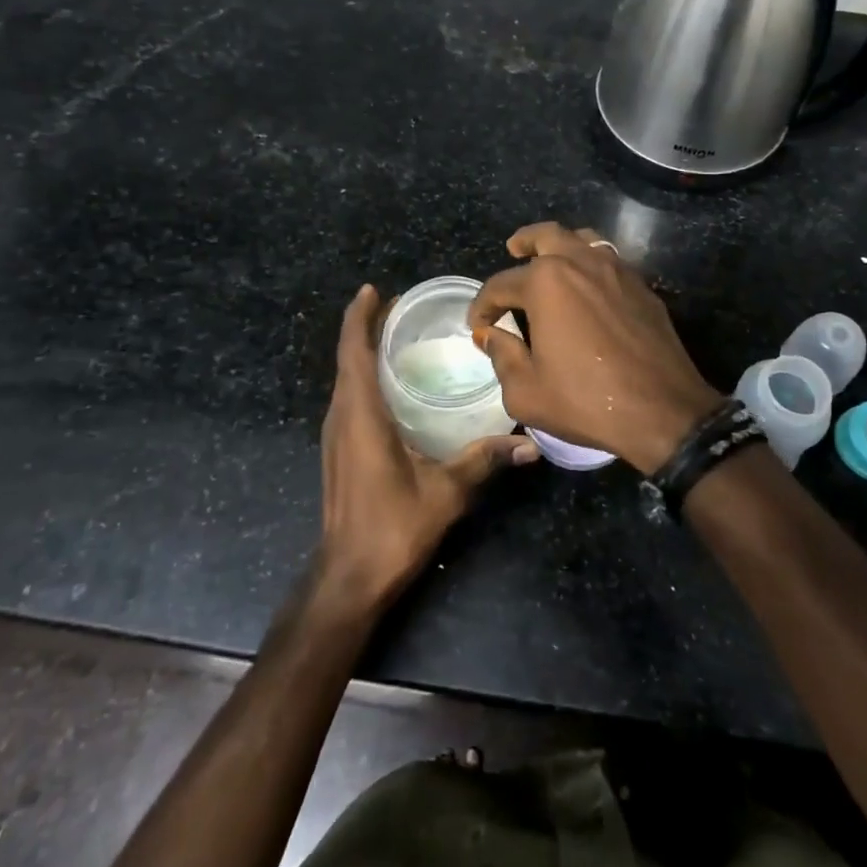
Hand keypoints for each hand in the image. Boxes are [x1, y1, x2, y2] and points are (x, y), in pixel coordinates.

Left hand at [318, 284, 534, 611]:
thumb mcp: (445, 491)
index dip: (359, 317)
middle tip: (404, 307)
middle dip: (368, 327)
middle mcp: (341, 416)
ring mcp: (336, 434)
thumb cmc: (392, 527)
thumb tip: (530, 445)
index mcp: (360, 415)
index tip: (374, 289)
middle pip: (349, 358)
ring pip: (347, 378)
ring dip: (365, 350)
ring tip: (400, 335)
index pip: (353, 351)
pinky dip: (365, 376)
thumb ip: (484, 460)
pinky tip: (393, 383)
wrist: (348, 577)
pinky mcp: (339, 449)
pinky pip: (349, 397)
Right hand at [467, 222, 722, 474]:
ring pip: (583, 239)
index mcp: (546, 283)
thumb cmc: (586, 400)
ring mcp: (617, 271)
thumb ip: (502, 357)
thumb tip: (492, 335)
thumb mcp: (526, 392)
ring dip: (561, 244)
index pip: (500, 284)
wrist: (663, 411)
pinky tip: (587, 287)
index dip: (482, 305)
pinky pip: (609, 260)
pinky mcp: (642, 287)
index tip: (477, 324)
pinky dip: (591, 264)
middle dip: (524, 241)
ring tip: (551, 260)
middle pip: (546, 235)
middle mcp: (581, 263)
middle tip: (513, 249)